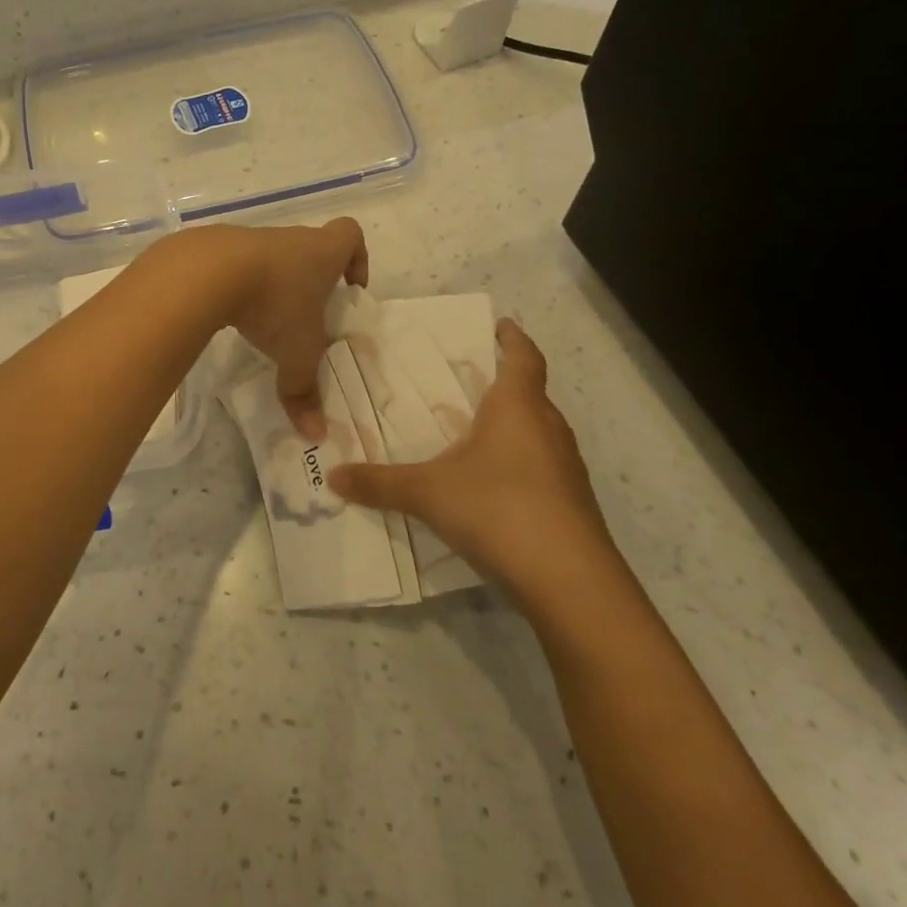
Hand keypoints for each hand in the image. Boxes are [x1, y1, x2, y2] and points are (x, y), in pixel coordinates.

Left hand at [195, 218, 367, 438]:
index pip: (350, 234)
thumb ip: (305, 390)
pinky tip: (232, 313)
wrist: (207, 272)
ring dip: (273, 283)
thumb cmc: (272, 303)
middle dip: (312, 280)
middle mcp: (289, 239)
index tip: (350, 287)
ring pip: (271, 257)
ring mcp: (251, 239)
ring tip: (266, 320)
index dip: (356, 257)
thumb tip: (315, 434)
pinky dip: (239, 285)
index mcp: (321, 252)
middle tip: (307, 316)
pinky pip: (236, 264)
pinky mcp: (216, 248)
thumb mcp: (296, 353)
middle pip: (309, 248)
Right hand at [328, 319, 621, 600]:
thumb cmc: (498, 509)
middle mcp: (549, 428)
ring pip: (539, 432)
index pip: (524, 358)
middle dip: (506, 385)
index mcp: (518, 407)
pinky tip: (495, 487)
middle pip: (532, 394)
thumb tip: (333, 477)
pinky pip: (544, 468)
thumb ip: (379, 483)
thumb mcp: (428, 493)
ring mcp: (567, 468)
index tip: (502, 326)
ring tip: (478, 434)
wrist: (569, 580)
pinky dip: (521, 465)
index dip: (514, 339)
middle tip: (471, 384)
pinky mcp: (573, 503)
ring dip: (515, 427)